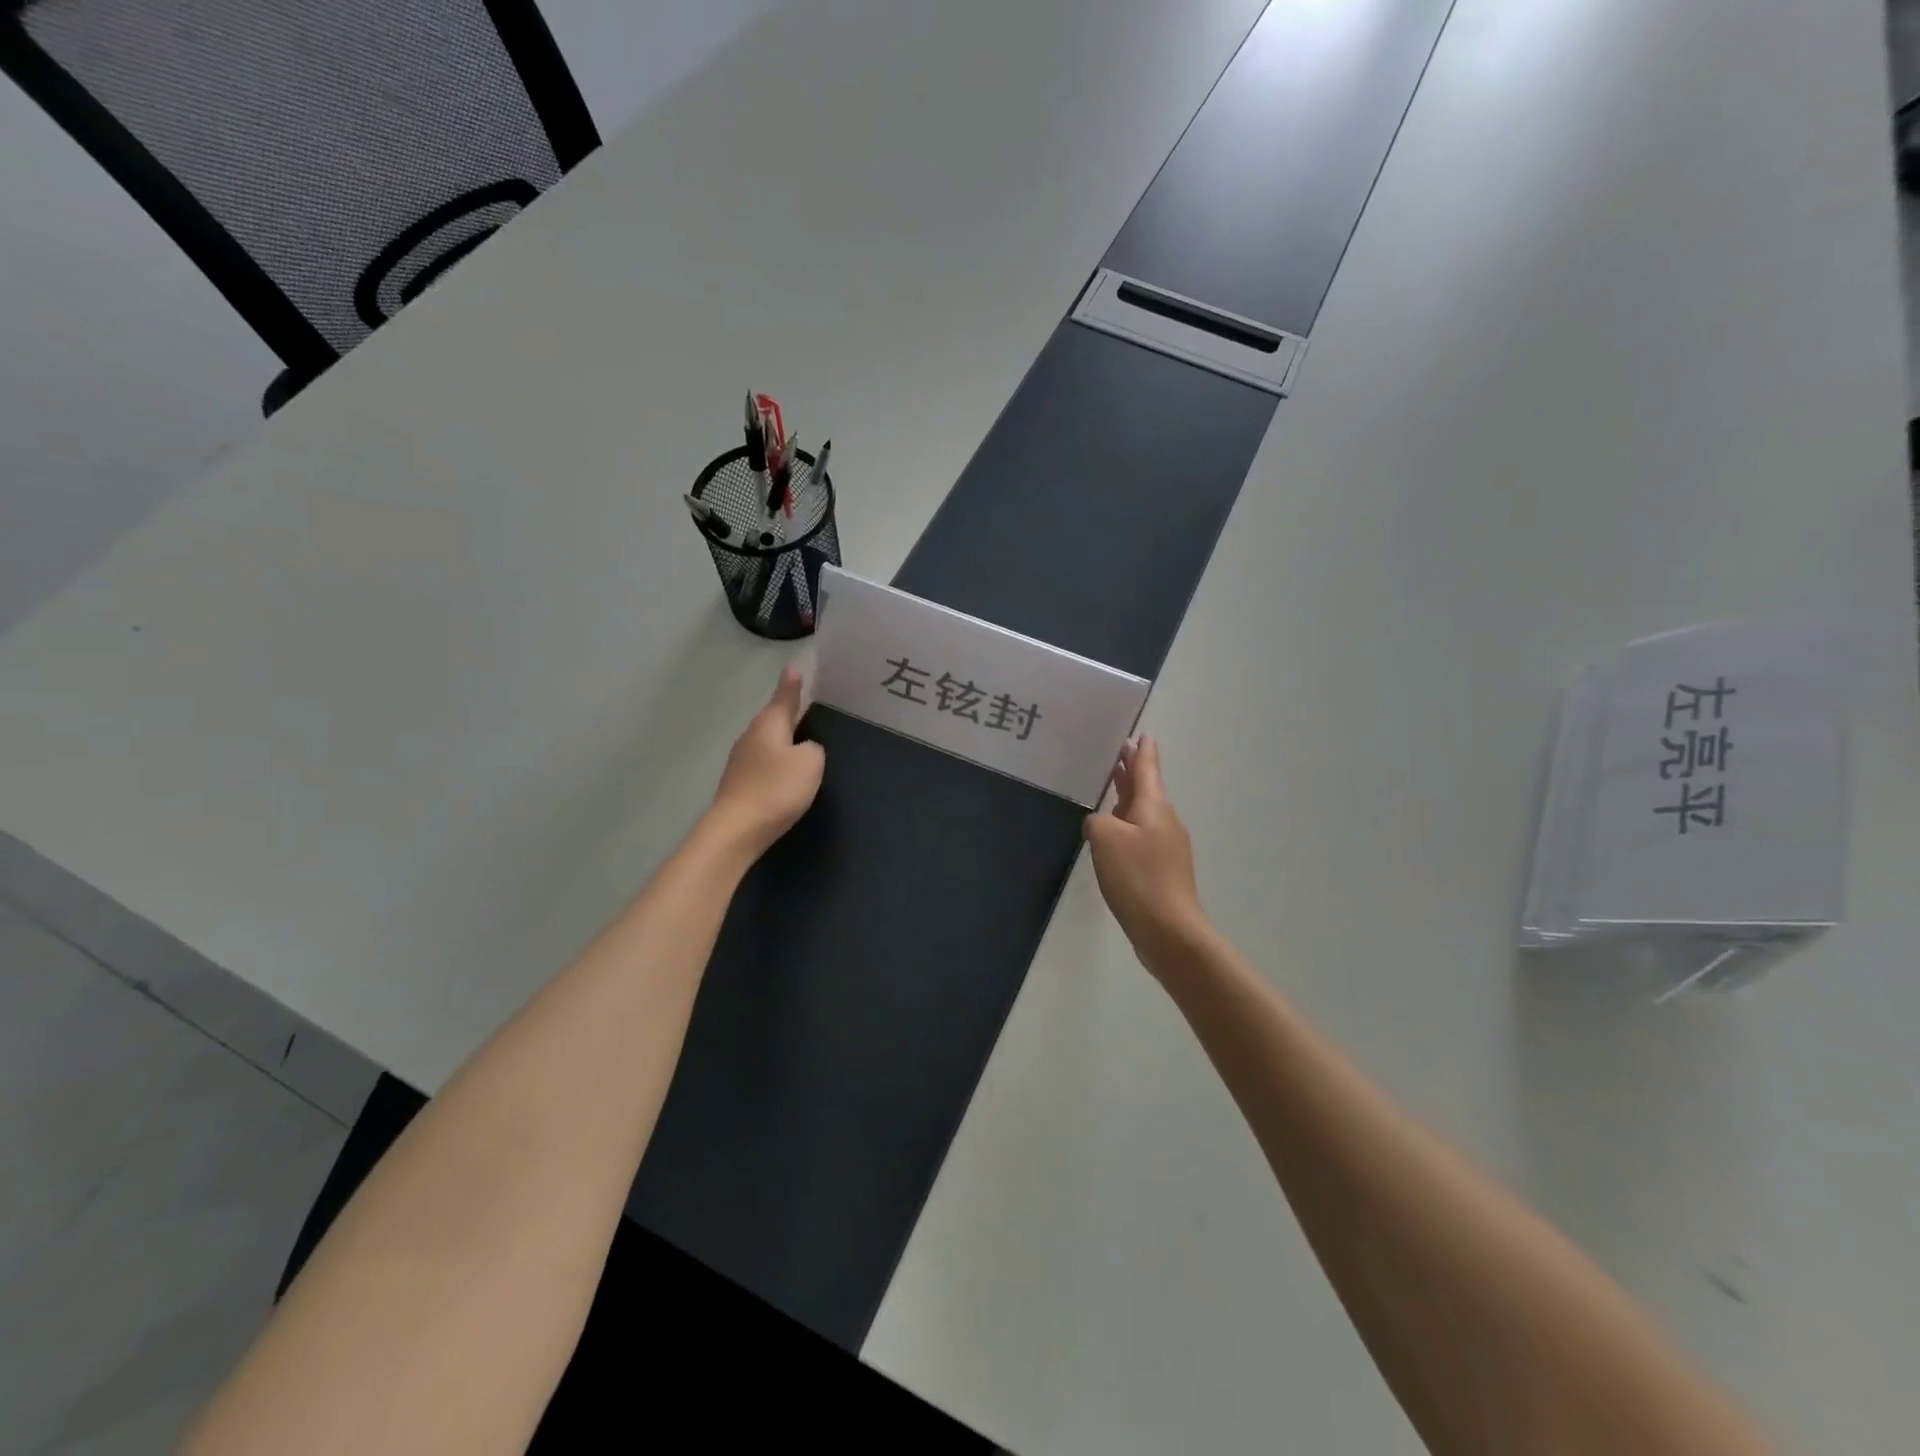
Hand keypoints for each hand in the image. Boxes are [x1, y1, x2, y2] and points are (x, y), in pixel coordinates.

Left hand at [708, 666, 825, 858]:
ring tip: (799, 741)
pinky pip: (762, 765)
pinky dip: (775, 765)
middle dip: (788, 714)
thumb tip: (804, 747)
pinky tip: (783, 775)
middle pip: (773, 720)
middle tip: (804, 706)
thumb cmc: (776, 789)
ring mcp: (740, 762)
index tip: (793, 668)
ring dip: (781, 741)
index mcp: (769, 725)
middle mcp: (751, 737)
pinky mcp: (738, 785)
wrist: (736, 831)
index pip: (784, 698)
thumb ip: (813, 748)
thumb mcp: (809, 763)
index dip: (791, 685)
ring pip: (767, 743)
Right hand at [1084, 735, 1208, 974]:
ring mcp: (1165, 847)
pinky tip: (1112, 833)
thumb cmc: (1138, 877)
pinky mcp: (1161, 870)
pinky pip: (1140, 835)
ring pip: (1143, 812)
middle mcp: (1164, 821)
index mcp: (1154, 807)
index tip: (1142, 733)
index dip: (1142, 751)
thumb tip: (1100, 823)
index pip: (1147, 769)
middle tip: (1120, 752)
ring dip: (1128, 797)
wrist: (1169, 930)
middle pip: (1146, 788)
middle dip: (1133, 771)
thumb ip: (1097, 820)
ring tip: (1112, 786)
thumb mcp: (1105, 839)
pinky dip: (1127, 824)